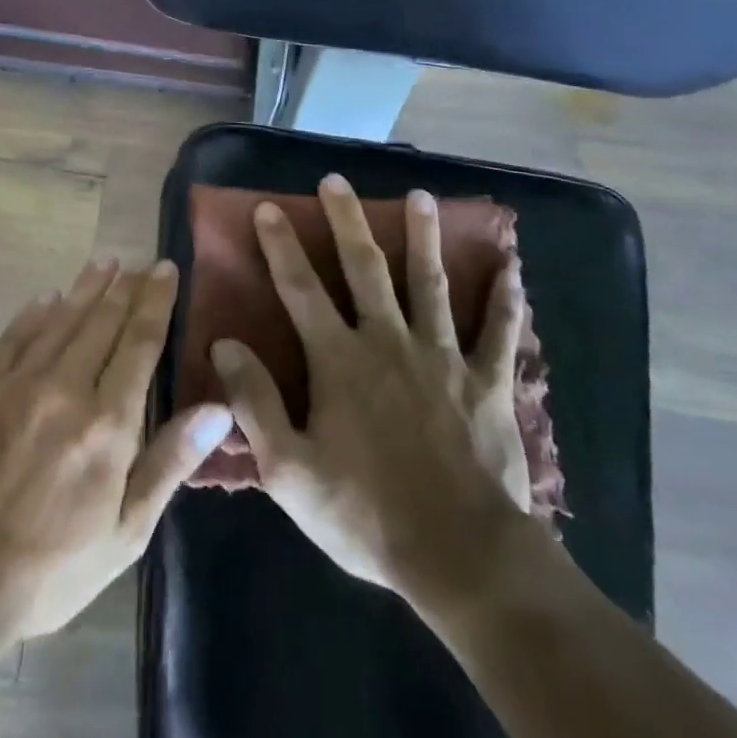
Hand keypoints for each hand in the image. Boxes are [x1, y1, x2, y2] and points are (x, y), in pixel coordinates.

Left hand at [0, 259, 233, 639]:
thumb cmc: (53, 565)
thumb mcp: (126, 531)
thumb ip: (171, 461)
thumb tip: (218, 408)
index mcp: (108, 421)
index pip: (139, 342)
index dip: (156, 302)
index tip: (166, 270)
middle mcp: (66, 387)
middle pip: (103, 321)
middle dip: (126, 287)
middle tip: (141, 263)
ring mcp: (18, 382)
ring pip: (62, 319)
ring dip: (86, 288)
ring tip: (105, 262)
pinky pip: (15, 336)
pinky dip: (35, 312)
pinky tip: (48, 297)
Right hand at [209, 175, 534, 605]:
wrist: (459, 557)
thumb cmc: (366, 514)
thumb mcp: (289, 470)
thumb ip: (254, 402)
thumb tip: (224, 344)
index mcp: (339, 360)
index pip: (300, 289)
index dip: (281, 246)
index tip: (269, 207)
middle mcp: (389, 341)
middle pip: (365, 268)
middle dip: (348, 220)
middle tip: (337, 180)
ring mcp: (443, 357)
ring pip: (431, 283)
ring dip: (424, 237)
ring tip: (420, 196)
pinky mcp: (487, 381)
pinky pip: (499, 332)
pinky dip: (506, 298)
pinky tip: (512, 267)